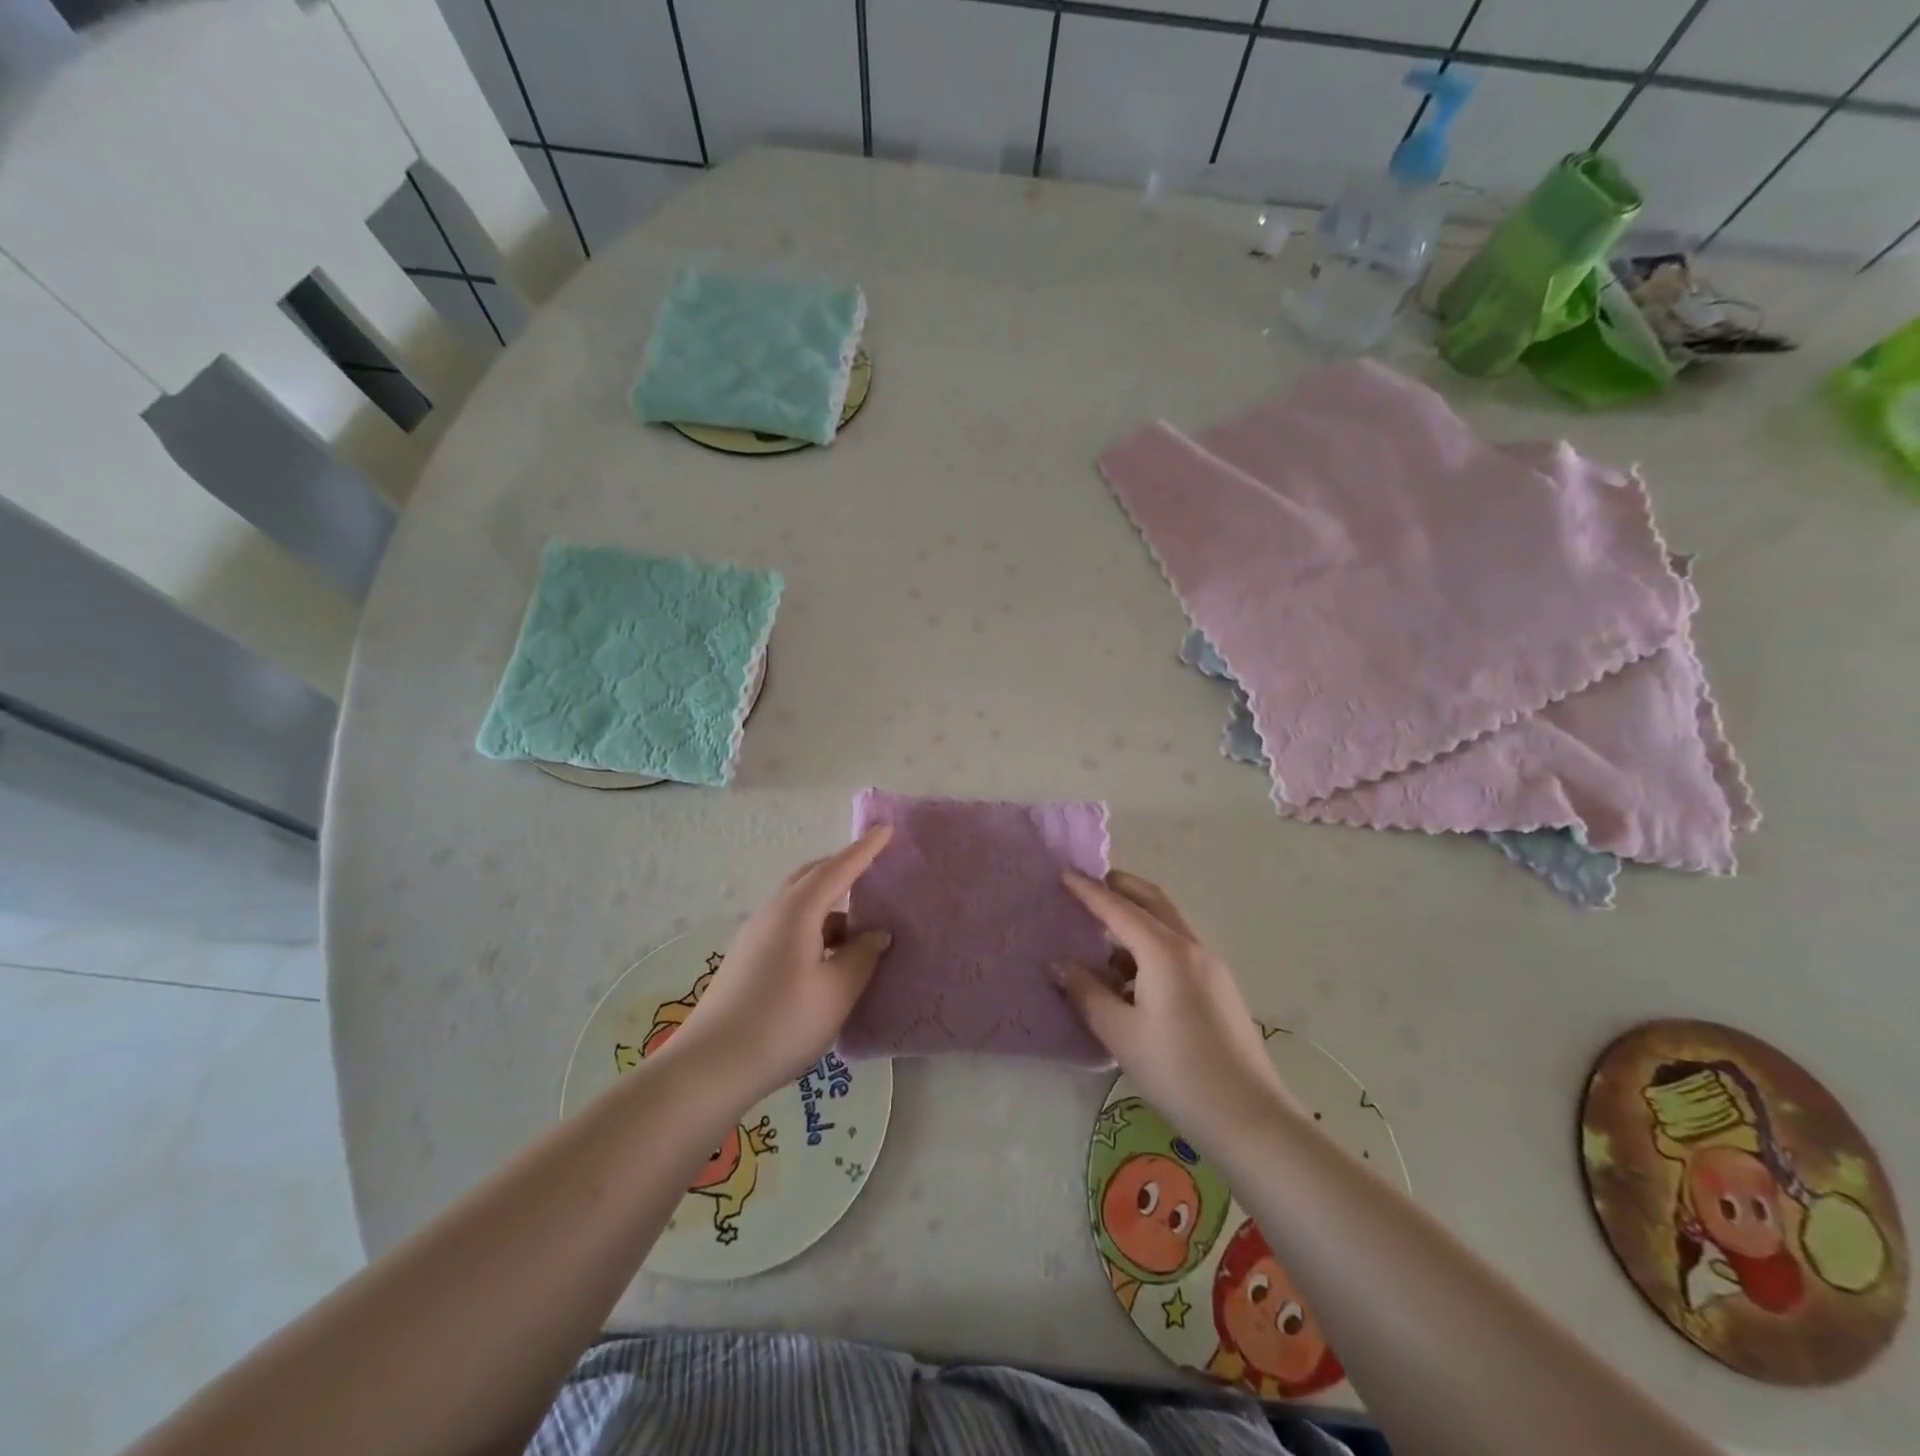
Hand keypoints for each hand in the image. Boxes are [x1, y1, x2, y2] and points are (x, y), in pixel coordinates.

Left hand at [665, 826, 895, 1106]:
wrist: (710, 1067)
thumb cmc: (783, 1023)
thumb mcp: (837, 991)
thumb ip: (862, 955)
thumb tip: (876, 933)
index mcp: (796, 911)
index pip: (837, 869)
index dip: (864, 850)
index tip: (886, 830)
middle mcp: (772, 913)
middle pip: (811, 878)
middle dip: (842, 870)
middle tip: (873, 871)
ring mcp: (754, 936)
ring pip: (799, 904)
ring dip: (830, 906)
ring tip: (859, 929)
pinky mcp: (747, 959)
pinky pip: (789, 926)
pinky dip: (815, 928)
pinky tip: (829, 957)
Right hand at [1056, 869, 1292, 1144]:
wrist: (1249, 1117)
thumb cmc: (1177, 1072)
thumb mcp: (1120, 1034)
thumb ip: (1087, 993)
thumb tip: (1060, 964)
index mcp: (1165, 952)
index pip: (1119, 909)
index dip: (1089, 891)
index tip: (1064, 874)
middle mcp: (1190, 947)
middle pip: (1152, 900)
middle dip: (1120, 887)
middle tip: (1088, 886)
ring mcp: (1210, 965)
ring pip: (1168, 922)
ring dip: (1137, 914)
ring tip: (1104, 932)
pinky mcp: (1219, 986)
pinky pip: (1179, 945)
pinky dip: (1152, 940)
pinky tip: (1133, 971)